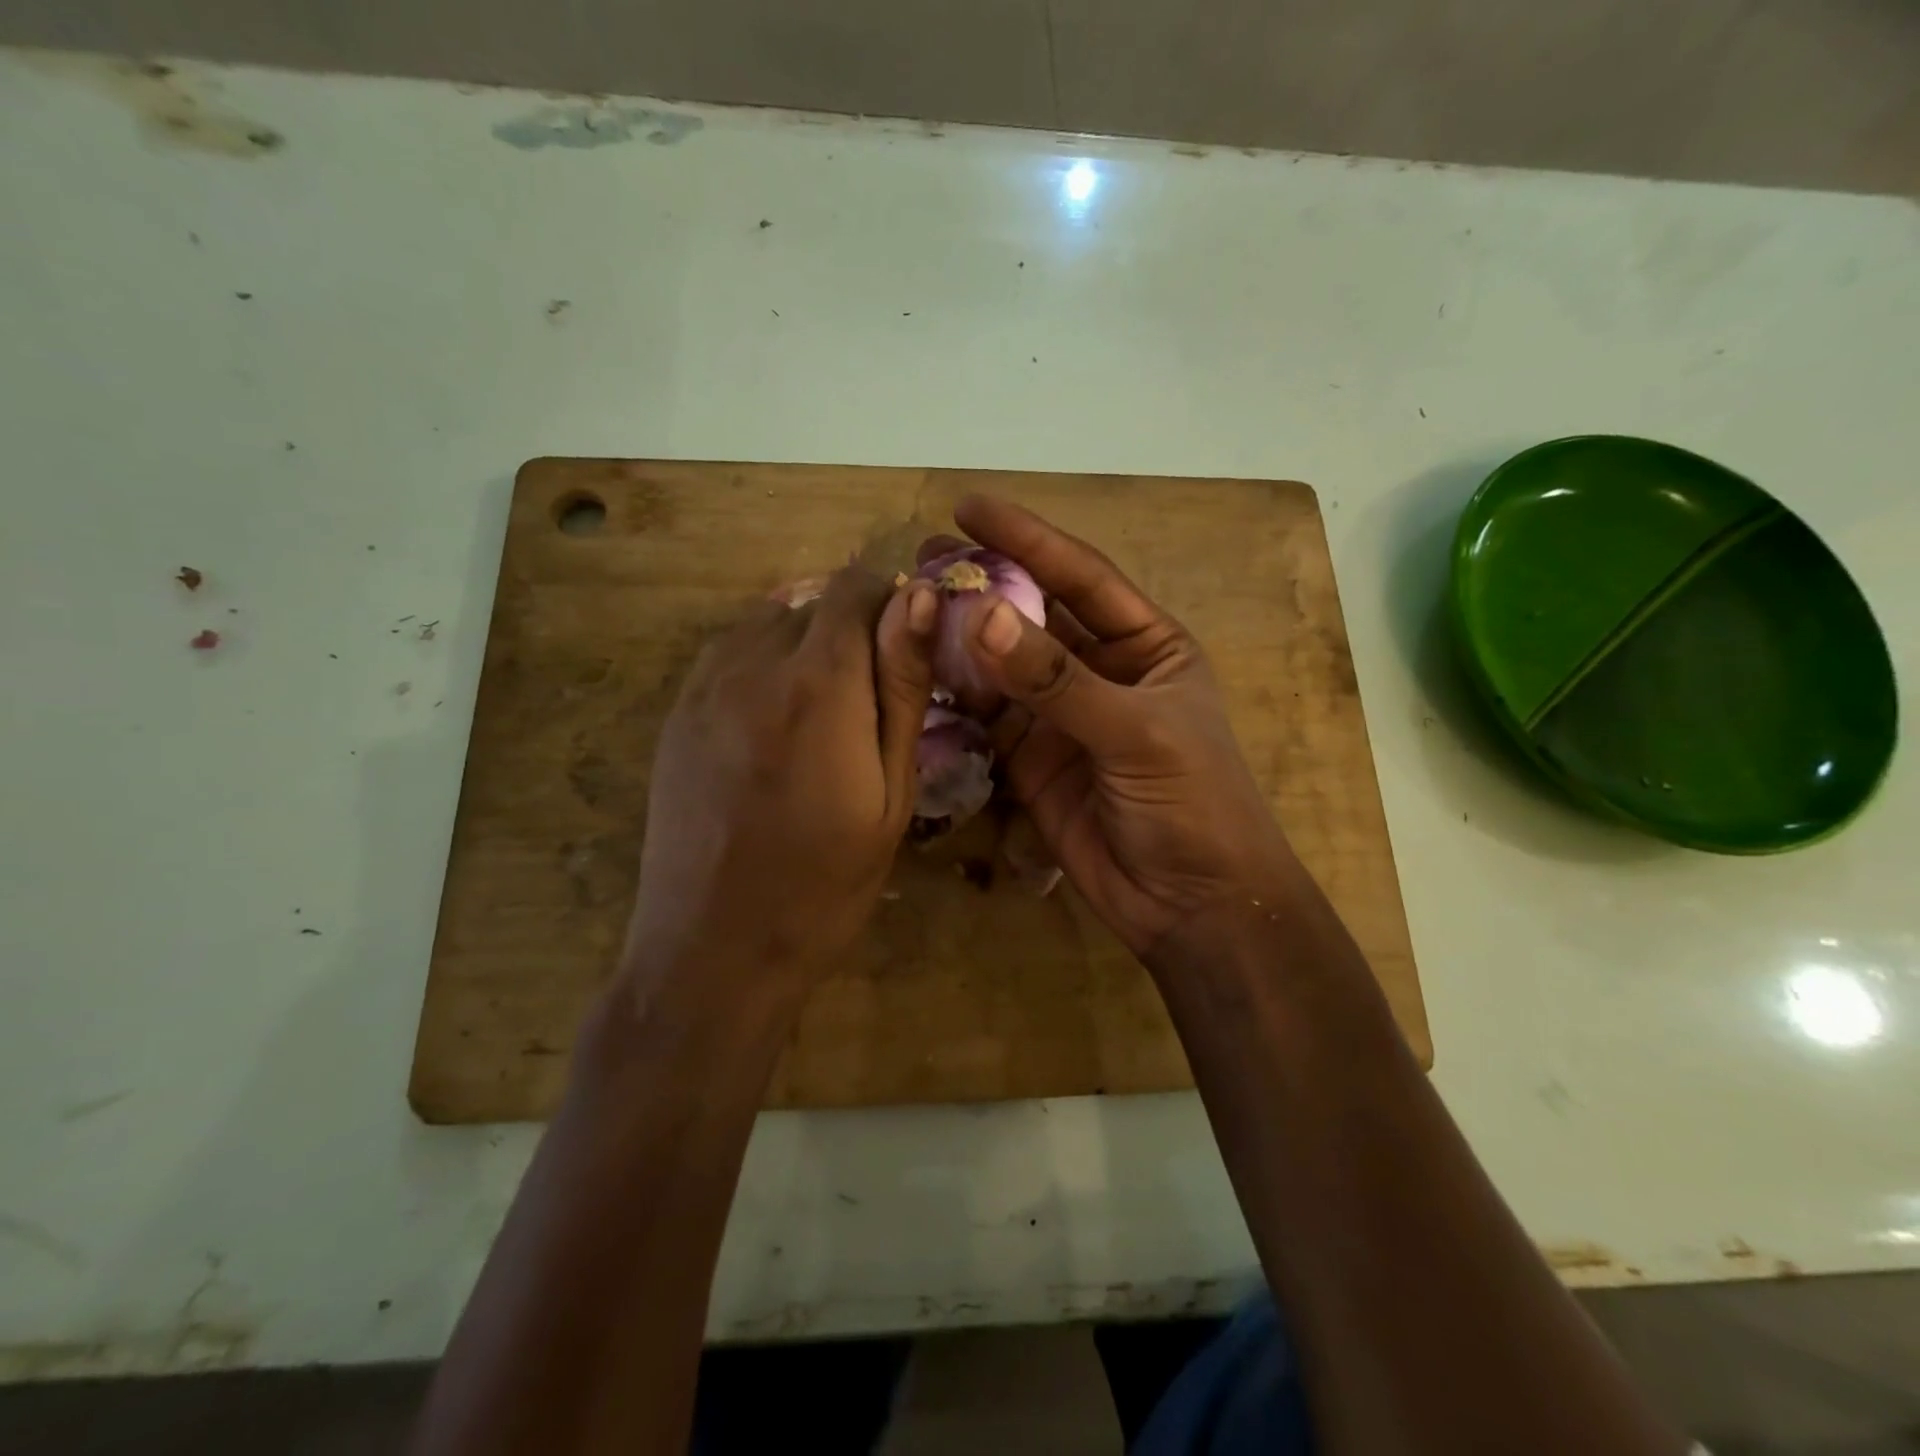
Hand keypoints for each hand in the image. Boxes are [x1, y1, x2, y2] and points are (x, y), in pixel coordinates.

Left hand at [622, 568, 936, 1005]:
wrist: (714, 950)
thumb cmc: (825, 885)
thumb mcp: (890, 793)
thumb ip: (902, 688)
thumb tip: (919, 597)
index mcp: (818, 684)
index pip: (857, 587)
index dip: (892, 604)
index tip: (909, 650)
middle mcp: (753, 664)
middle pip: (814, 600)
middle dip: (854, 628)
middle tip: (873, 696)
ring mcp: (703, 686)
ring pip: (768, 620)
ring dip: (807, 642)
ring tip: (826, 708)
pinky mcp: (675, 712)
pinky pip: (729, 652)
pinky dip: (764, 661)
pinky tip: (777, 718)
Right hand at [940, 496, 1301, 960]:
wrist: (1191, 904)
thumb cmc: (1193, 805)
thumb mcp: (1136, 732)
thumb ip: (1058, 680)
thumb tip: (984, 616)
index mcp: (1145, 646)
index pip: (1082, 576)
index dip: (1028, 539)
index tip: (969, 508)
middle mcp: (1100, 671)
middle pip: (1033, 617)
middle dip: (985, 587)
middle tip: (923, 559)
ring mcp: (1060, 718)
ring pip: (1001, 667)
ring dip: (960, 643)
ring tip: (908, 612)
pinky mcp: (1029, 761)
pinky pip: (985, 719)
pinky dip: (954, 700)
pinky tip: (917, 676)